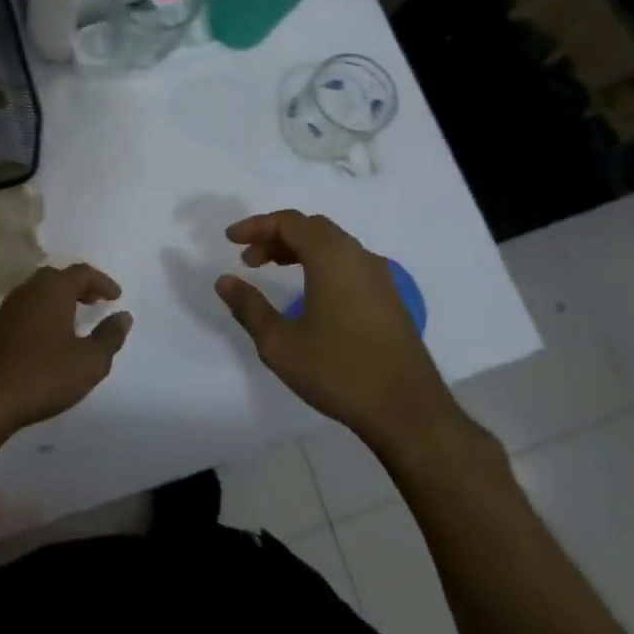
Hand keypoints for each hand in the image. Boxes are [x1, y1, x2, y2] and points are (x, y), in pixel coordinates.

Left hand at [0, 264, 131, 437]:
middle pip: (57, 277)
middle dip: (80, 287)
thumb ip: (110, 336)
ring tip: (76, 319)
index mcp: (52, 290)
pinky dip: (44, 313)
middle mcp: (28, 290)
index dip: (102, 282)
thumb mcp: (89, 361)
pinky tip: (49, 337)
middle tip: (96, 302)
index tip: (116, 297)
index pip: (81, 273)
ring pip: (39, 293)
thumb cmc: (43, 375)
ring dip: (60, 300)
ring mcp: (7, 308)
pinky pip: (26, 309)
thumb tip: (123, 316)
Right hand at [215, 211, 473, 452]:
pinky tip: (310, 293)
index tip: (230, 240)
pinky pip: (349, 263)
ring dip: (299, 249)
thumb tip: (224, 281)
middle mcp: (359, 256)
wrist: (408, 411)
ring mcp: (380, 276)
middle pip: (312, 228)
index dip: (256, 226)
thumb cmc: (339, 371)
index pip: (289, 222)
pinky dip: (321, 263)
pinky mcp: (390, 298)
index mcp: (332, 257)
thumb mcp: (280, 343)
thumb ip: (249, 307)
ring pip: (333, 245)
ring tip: (273, 270)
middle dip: (276, 236)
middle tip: (249, 259)